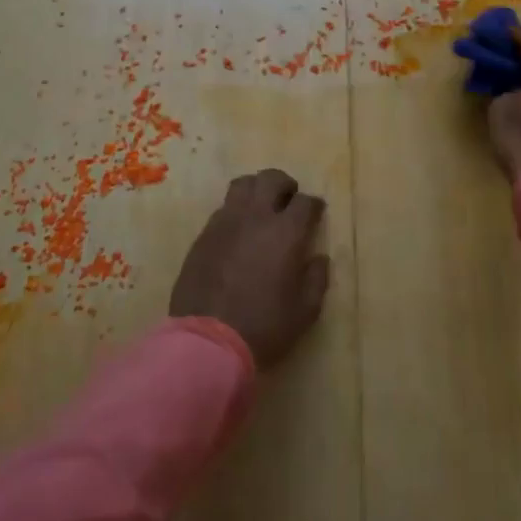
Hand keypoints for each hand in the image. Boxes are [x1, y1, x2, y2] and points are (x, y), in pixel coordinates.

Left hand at [169, 168, 330, 368]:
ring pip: (242, 185)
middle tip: (289, 200)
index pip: (305, 202)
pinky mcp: (203, 235)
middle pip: (271, 179)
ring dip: (256, 190)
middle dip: (285, 185)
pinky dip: (235, 211)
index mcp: (285, 232)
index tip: (316, 214)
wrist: (207, 341)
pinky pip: (222, 209)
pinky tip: (238, 232)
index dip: (314, 206)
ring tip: (261, 207)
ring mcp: (225, 223)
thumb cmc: (263, 327)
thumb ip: (316, 279)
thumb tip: (318, 259)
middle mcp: (255, 217)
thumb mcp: (304, 311)